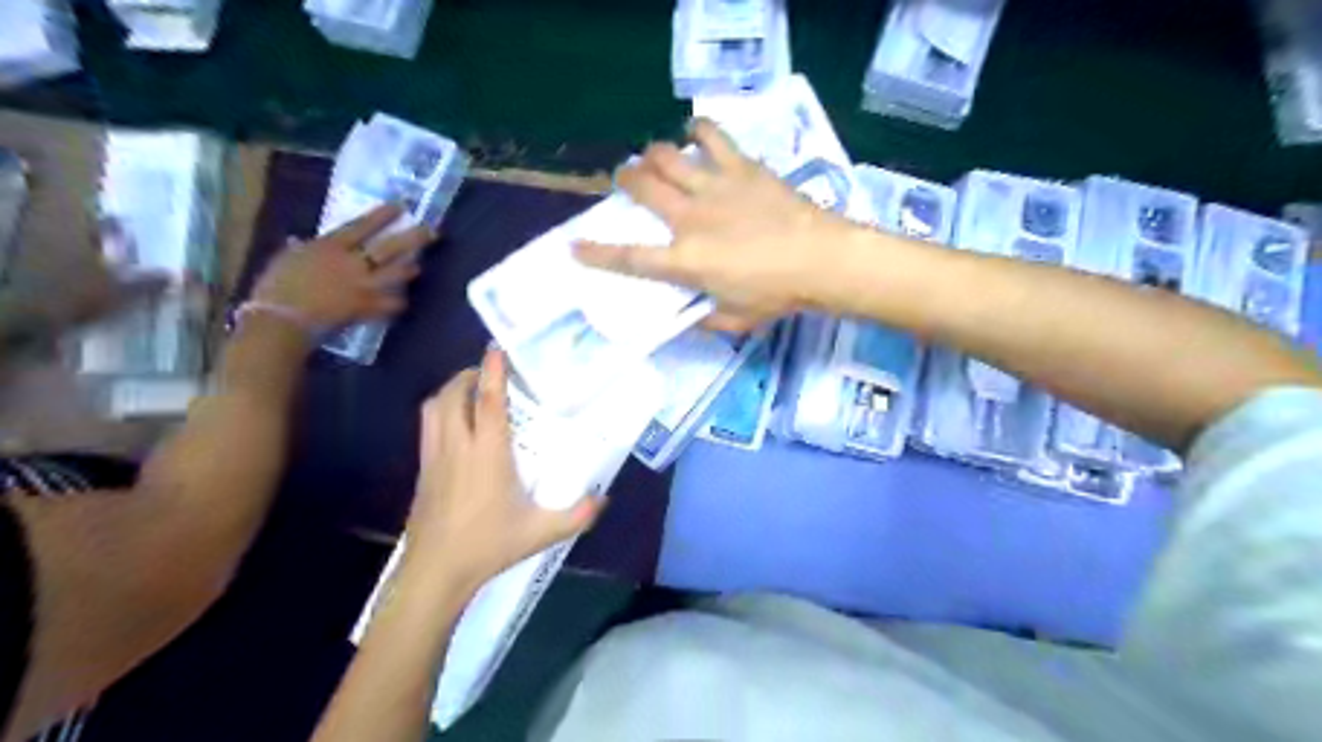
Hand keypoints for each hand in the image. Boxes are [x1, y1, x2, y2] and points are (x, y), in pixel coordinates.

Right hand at [251, 204, 431, 326]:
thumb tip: (299, 241)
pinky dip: (398, 303)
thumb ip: (299, 249)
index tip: (401, 206)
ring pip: (397, 274)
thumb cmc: (276, 286)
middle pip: (389, 247)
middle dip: (414, 238)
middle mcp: (353, 263)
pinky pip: (391, 304)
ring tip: (419, 267)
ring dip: (410, 270)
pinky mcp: (367, 308)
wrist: (282, 318)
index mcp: (331, 246)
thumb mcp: (286, 259)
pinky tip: (402, 302)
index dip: (383, 215)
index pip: (363, 225)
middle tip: (432, 232)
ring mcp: (363, 286)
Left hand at [405, 347, 606, 596]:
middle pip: (453, 395)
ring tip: (470, 390)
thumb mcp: (541, 532)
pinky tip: (456, 424)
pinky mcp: (423, 469)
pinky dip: (439, 410)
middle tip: (489, 373)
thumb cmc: (488, 546)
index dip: (492, 371)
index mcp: (488, 454)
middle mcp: (458, 447)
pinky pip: (427, 425)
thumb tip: (604, 498)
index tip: (497, 348)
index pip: (487, 401)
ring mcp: (435, 456)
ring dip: (450, 390)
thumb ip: (577, 514)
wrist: (435, 571)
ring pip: (433, 407)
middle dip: (468, 374)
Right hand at [573, 120, 852, 331]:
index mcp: (685, 261)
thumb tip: (693, 317)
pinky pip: (712, 136)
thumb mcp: (736, 320)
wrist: (821, 259)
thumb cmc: (777, 295)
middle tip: (626, 179)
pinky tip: (695, 132)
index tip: (574, 247)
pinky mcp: (741, 168)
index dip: (597, 253)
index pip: (629, 257)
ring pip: (667, 155)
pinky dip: (698, 129)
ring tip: (655, 157)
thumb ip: (708, 320)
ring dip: (653, 154)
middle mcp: (689, 218)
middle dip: (624, 179)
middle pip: (642, 187)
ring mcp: (714, 187)